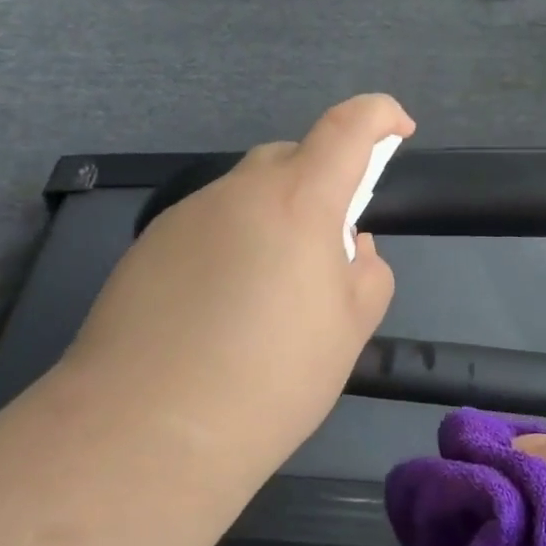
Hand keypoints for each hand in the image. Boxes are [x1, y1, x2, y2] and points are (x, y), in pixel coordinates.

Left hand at [60, 94, 414, 461]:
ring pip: (244, 196)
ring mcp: (184, 217)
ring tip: (267, 295)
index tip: (399, 129)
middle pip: (290, 159)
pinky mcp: (146, 249)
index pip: (347, 128)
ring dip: (270, 221)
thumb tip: (351, 246)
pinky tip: (218, 310)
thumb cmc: (270, 378)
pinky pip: (206, 228)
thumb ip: (367, 273)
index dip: (379, 115)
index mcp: (297, 201)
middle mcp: (237, 192)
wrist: (146, 431)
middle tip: (327, 247)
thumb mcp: (349, 330)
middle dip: (319, 183)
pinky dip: (228, 246)